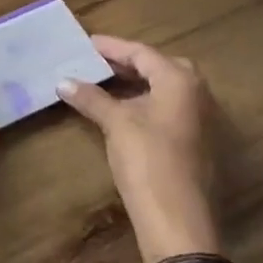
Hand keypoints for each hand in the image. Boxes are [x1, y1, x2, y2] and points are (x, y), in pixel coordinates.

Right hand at [57, 35, 221, 262]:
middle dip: (127, 63)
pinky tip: (121, 113)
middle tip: (95, 62)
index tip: (85, 43)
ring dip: (135, 85)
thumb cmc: (148, 161)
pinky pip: (167, 109)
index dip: (111, 47)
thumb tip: (63, 81)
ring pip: (164, 90)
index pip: (142, 53)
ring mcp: (199, 119)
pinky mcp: (194, 142)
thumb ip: (92, 99)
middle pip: (158, 67)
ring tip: (102, 84)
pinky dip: (143, 104)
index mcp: (180, 81)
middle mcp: (196, 94)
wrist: (177, 218)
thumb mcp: (116, 124)